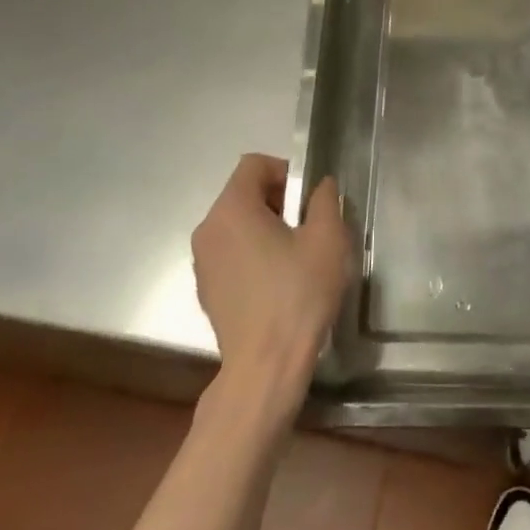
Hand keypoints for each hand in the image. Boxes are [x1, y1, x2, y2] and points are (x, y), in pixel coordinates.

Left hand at [193, 154, 353, 413]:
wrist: (265, 365)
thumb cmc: (298, 294)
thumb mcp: (327, 239)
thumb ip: (325, 201)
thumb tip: (320, 186)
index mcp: (232, 209)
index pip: (253, 164)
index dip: (285, 171)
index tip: (308, 199)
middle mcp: (207, 229)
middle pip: (243, 194)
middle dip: (278, 201)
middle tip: (309, 227)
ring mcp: (202, 262)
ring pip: (237, 225)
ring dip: (266, 229)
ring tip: (296, 257)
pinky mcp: (206, 290)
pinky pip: (230, 254)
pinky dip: (253, 255)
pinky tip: (278, 283)